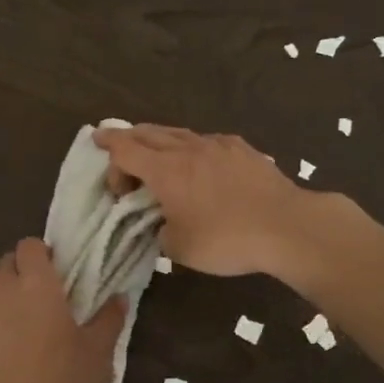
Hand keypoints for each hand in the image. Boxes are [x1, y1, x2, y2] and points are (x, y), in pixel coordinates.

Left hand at [0, 239, 125, 382]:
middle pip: (9, 263)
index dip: (42, 255)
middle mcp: (1, 288)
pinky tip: (0, 355)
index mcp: (36, 284)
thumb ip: (109, 320)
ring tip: (20, 335)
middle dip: (23, 275)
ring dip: (5, 302)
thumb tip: (120, 298)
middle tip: (43, 303)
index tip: (56, 274)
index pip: (31, 245)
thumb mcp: (96, 354)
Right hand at [94, 124, 312, 277]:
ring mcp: (217, 145)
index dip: (107, 146)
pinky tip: (198, 160)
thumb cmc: (226, 239)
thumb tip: (163, 224)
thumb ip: (161, 232)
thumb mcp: (179, 249)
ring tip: (154, 152)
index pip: (125, 148)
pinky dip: (191, 147)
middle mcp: (187, 149)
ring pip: (178, 133)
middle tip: (118, 151)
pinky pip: (206, 141)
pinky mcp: (242, 149)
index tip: (96, 143)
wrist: (287, 226)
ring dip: (159, 140)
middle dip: (128, 140)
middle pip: (148, 133)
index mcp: (165, 170)